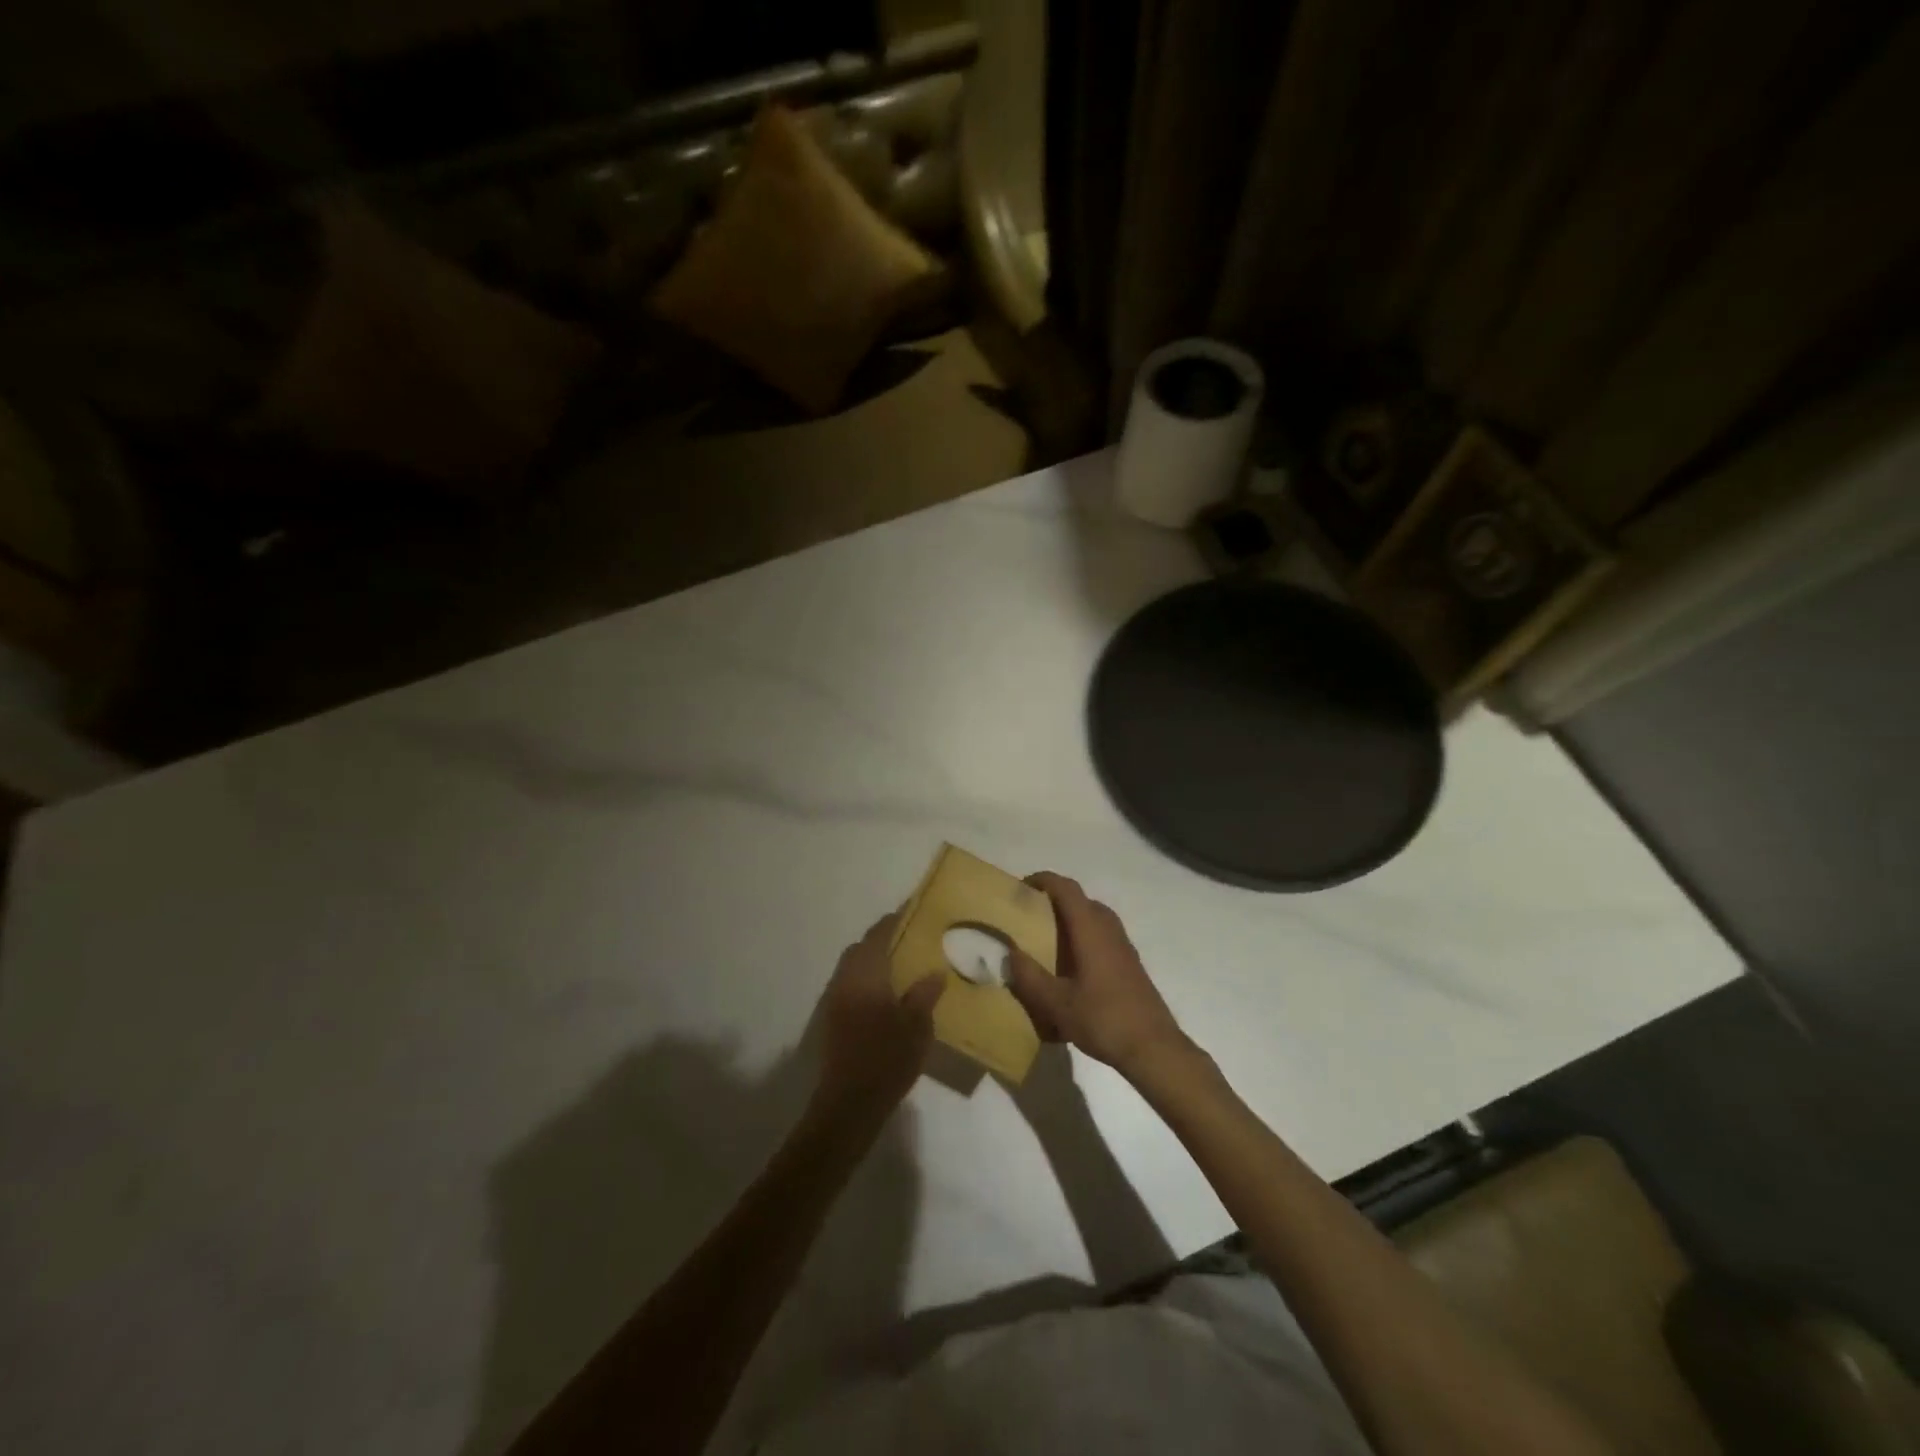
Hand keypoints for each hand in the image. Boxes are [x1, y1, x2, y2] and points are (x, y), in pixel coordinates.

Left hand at [812, 913, 945, 1120]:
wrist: (848, 1104)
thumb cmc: (886, 1059)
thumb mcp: (916, 1026)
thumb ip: (924, 994)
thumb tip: (934, 972)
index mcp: (866, 974)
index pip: (880, 934)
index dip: (895, 920)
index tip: (913, 911)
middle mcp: (845, 979)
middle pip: (862, 948)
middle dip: (883, 940)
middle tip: (911, 941)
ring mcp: (834, 1000)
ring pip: (853, 967)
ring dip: (873, 962)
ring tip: (903, 968)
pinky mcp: (832, 1020)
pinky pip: (850, 986)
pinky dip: (867, 981)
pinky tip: (888, 996)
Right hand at [1006, 872, 1189, 1080]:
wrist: (1153, 1047)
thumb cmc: (1103, 1019)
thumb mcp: (1056, 1003)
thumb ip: (1030, 977)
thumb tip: (1012, 954)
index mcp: (1090, 929)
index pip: (1066, 888)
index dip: (1043, 880)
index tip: (1021, 887)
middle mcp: (1109, 930)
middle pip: (1081, 900)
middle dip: (1055, 901)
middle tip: (1030, 916)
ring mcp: (1124, 946)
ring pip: (1095, 918)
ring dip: (1071, 920)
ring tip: (1048, 941)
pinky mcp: (1130, 964)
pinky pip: (1103, 937)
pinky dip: (1084, 938)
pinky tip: (1072, 968)